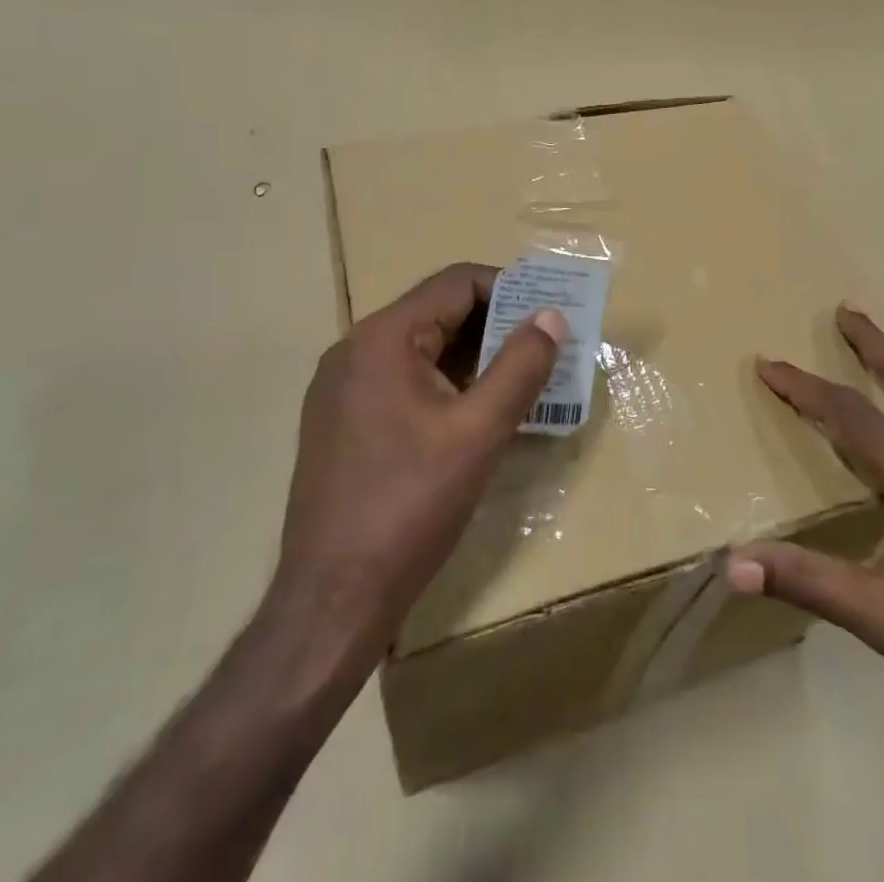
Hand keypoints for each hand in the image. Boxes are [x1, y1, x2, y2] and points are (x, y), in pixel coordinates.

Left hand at [266, 263, 563, 666]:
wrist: (331, 599)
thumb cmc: (410, 506)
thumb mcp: (480, 433)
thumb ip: (521, 366)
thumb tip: (551, 317)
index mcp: (383, 338)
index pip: (457, 283)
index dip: (510, 289)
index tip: (550, 314)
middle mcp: (355, 349)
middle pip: (438, 312)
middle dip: (496, 325)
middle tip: (545, 349)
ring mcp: (342, 386)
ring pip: (422, 348)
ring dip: (473, 357)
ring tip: (521, 380)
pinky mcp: (341, 420)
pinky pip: (403, 379)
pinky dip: (445, 383)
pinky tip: (475, 414)